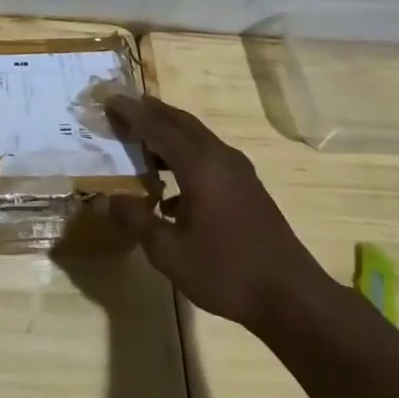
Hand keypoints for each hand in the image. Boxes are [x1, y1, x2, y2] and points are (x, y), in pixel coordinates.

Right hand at [104, 94, 327, 334]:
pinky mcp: (248, 190)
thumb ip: (136, 220)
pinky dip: (185, 158)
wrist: (293, 298)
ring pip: (198, 139)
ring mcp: (239, 173)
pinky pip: (209, 158)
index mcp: (199, 165)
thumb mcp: (169, 252)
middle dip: (152, 112)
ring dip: (169, 134)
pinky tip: (170, 192)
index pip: (157, 127)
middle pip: (181, 123)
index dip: (131, 113)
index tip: (109, 99)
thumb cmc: (226, 271)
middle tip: (124, 107)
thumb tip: (105, 198)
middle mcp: (220, 158)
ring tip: (142, 140)